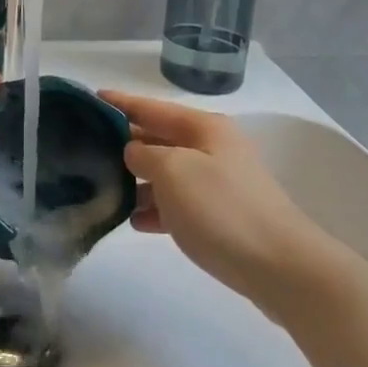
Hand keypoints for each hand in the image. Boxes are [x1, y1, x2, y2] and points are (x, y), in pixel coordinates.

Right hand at [102, 89, 334, 313]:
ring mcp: (219, 183)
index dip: (121, 102)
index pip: (152, 107)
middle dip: (125, 143)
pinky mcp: (222, 217)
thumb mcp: (173, 171)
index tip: (90, 98)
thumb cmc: (222, 209)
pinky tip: (134, 222)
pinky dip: (157, 209)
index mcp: (203, 127)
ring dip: (138, 181)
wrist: (281, 268)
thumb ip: (144, 154)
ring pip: (167, 174)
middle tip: (86, 148)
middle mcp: (212, 148)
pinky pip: (179, 205)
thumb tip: (133, 152)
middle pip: (159, 138)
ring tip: (103, 189)